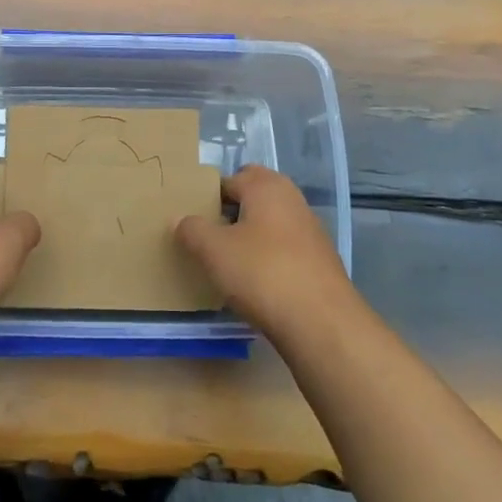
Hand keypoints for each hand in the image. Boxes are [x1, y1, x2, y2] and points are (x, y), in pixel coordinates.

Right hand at [175, 165, 354, 335]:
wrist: (321, 322)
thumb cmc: (262, 273)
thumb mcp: (214, 251)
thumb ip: (192, 230)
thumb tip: (179, 219)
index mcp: (266, 187)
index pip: (230, 179)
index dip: (208, 196)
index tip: (192, 220)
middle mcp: (292, 200)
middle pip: (254, 197)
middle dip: (231, 212)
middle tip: (209, 236)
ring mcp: (310, 230)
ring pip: (270, 223)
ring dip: (250, 235)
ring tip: (227, 261)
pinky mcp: (319, 261)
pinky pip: (284, 248)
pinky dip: (268, 257)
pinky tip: (255, 281)